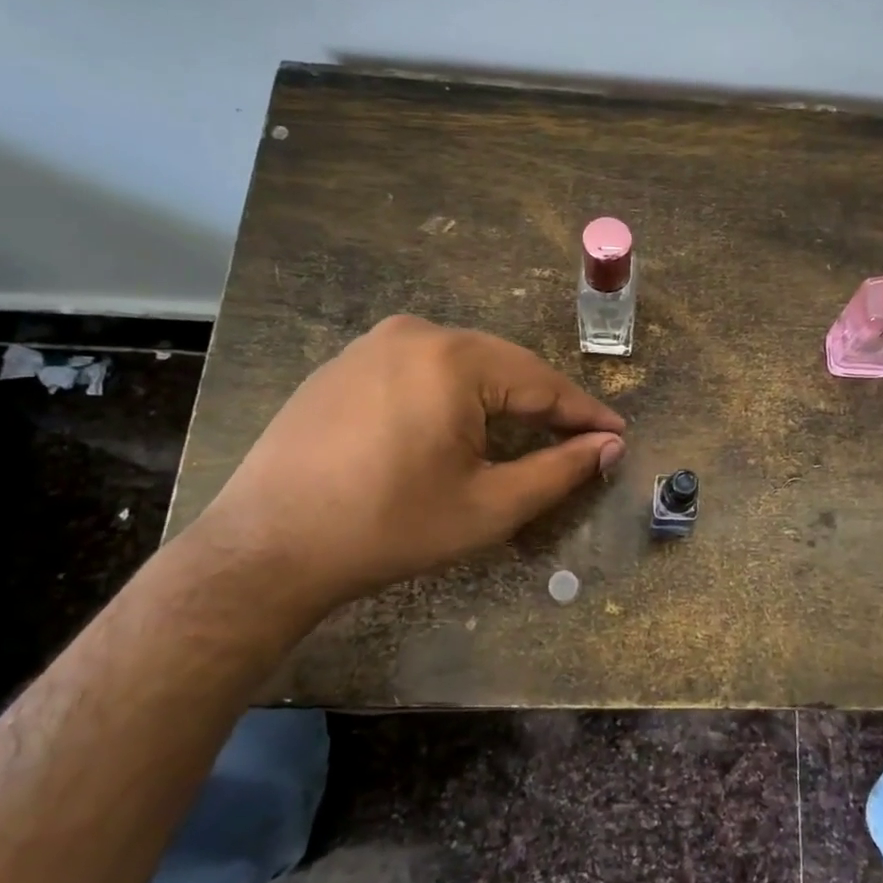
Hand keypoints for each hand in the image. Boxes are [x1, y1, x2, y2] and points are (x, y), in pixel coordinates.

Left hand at [190, 316, 624, 615]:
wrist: (264, 549)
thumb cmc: (389, 528)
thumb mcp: (489, 506)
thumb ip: (560, 470)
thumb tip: (610, 446)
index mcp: (453, 358)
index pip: (542, 381)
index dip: (585, 413)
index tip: (617, 434)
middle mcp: (414, 333)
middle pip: (503, 366)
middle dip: (542, 405)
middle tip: (576, 440)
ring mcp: (372, 344)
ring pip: (462, 365)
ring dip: (499, 399)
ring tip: (524, 436)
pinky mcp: (344, 364)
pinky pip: (421, 370)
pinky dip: (452, 396)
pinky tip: (455, 429)